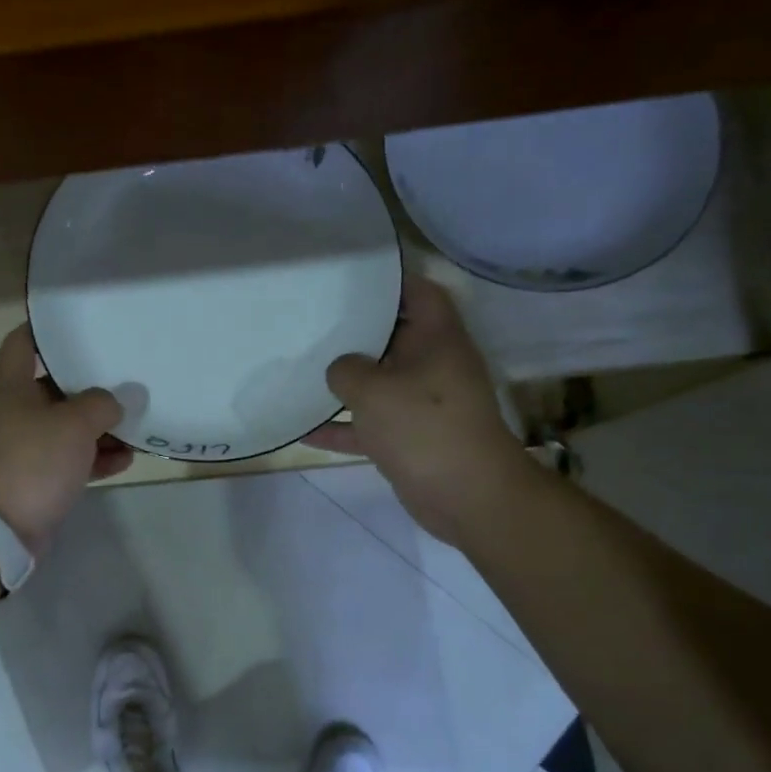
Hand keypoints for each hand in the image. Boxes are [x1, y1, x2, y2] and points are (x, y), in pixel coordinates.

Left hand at [0, 324, 133, 553]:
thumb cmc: (30, 461)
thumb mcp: (73, 424)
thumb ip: (103, 405)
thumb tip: (125, 397)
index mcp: (13, 388)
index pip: (21, 344)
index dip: (44, 330)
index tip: (77, 324)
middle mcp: (16, 414)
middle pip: (55, 389)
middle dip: (91, 385)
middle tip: (128, 376)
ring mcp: (26, 449)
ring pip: (68, 428)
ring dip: (101, 427)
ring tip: (138, 423)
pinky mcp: (37, 481)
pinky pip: (72, 461)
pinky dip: (96, 458)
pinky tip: (127, 458)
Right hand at [303, 271, 525, 542]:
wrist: (467, 495)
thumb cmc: (424, 427)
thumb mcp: (374, 390)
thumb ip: (347, 370)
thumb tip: (340, 368)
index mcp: (437, 339)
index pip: (419, 292)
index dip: (392, 280)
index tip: (353, 276)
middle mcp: (433, 365)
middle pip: (393, 336)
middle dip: (356, 331)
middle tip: (316, 319)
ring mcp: (422, 403)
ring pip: (379, 382)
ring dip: (345, 382)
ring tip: (304, 368)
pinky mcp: (410, 437)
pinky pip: (370, 424)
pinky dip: (342, 427)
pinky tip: (303, 431)